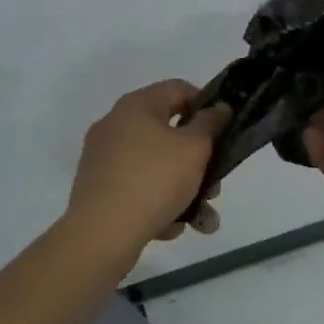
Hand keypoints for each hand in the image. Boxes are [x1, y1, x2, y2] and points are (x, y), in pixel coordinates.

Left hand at [65, 80, 231, 263]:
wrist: (101, 234)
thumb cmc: (153, 180)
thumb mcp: (194, 148)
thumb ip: (211, 123)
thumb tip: (218, 108)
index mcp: (136, 106)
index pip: (178, 89)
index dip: (206, 104)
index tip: (223, 129)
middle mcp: (116, 125)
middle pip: (170, 133)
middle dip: (199, 162)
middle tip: (215, 186)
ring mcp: (104, 158)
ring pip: (157, 167)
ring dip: (185, 191)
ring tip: (203, 221)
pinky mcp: (99, 188)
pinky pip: (138, 188)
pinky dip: (158, 204)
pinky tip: (171, 227)